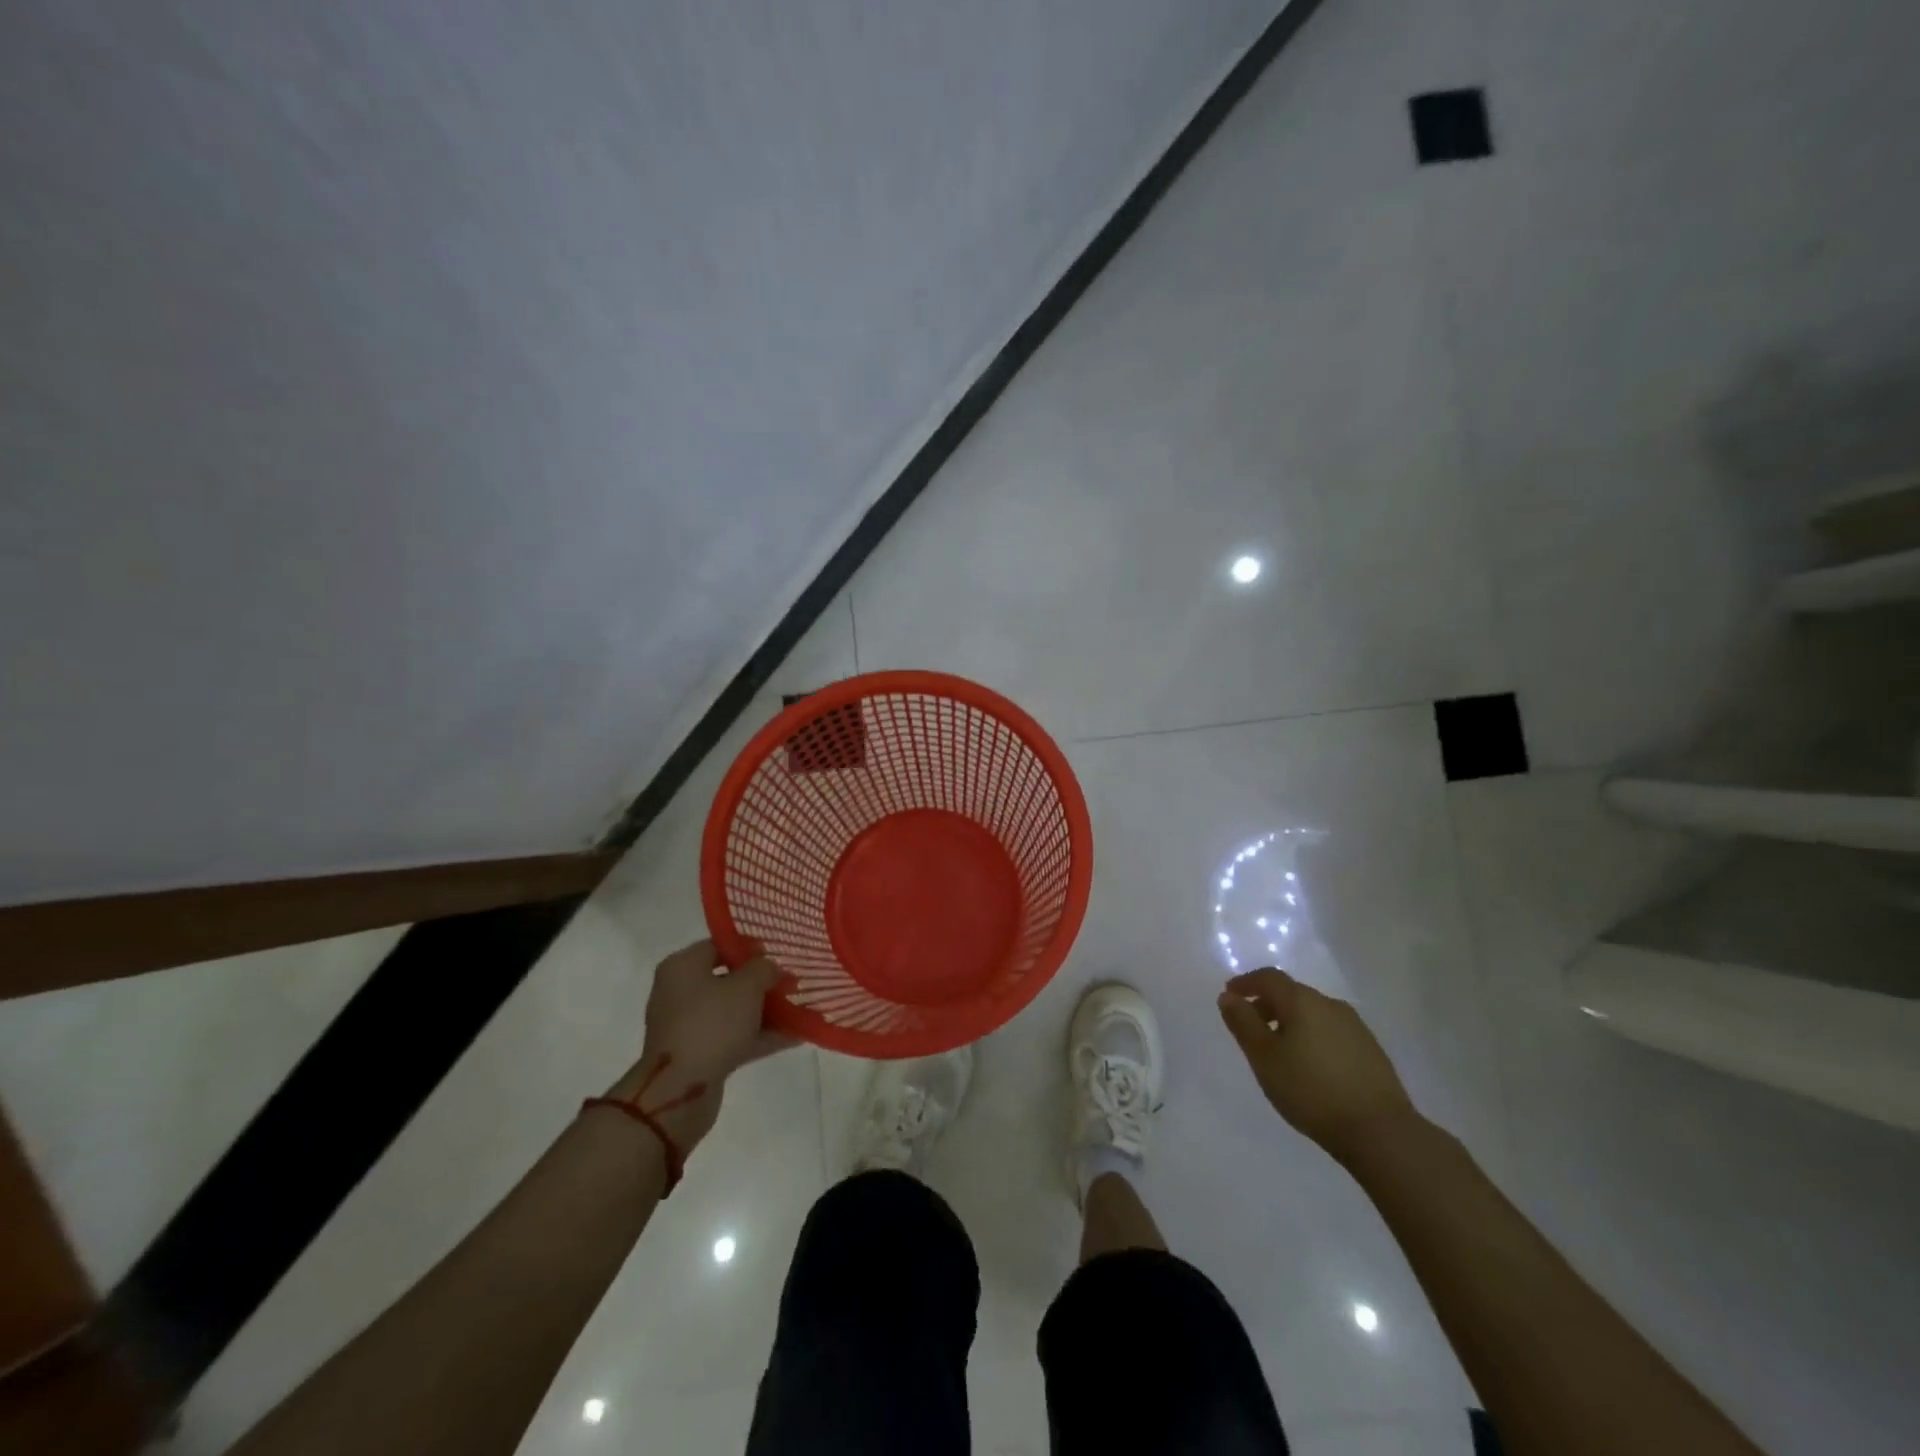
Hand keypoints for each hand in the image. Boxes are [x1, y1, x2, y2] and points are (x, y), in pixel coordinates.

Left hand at [609, 940, 789, 1148]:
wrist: (680, 1090)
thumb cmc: (711, 1023)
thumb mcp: (746, 986)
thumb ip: (764, 969)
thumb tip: (770, 968)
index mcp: (682, 966)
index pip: (719, 945)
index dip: (750, 948)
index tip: (778, 956)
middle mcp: (679, 992)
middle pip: (727, 979)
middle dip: (762, 983)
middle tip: (791, 984)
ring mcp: (687, 1025)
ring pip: (732, 1011)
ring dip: (765, 1011)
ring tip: (800, 1011)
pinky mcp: (697, 1054)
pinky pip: (732, 1037)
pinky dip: (758, 1036)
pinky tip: (793, 1037)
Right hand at [1217, 967, 1419, 1165]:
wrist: (1380, 1132)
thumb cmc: (1310, 1089)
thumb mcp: (1264, 1057)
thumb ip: (1243, 1023)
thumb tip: (1228, 997)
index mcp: (1302, 1001)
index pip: (1268, 978)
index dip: (1246, 983)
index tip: (1230, 995)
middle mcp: (1329, 1004)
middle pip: (1291, 994)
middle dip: (1267, 1004)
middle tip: (1250, 1026)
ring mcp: (1355, 1027)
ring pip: (1312, 1013)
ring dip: (1290, 1021)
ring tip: (1279, 1049)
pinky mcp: (1371, 1050)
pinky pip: (1331, 1031)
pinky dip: (1312, 1036)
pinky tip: (1310, 1064)